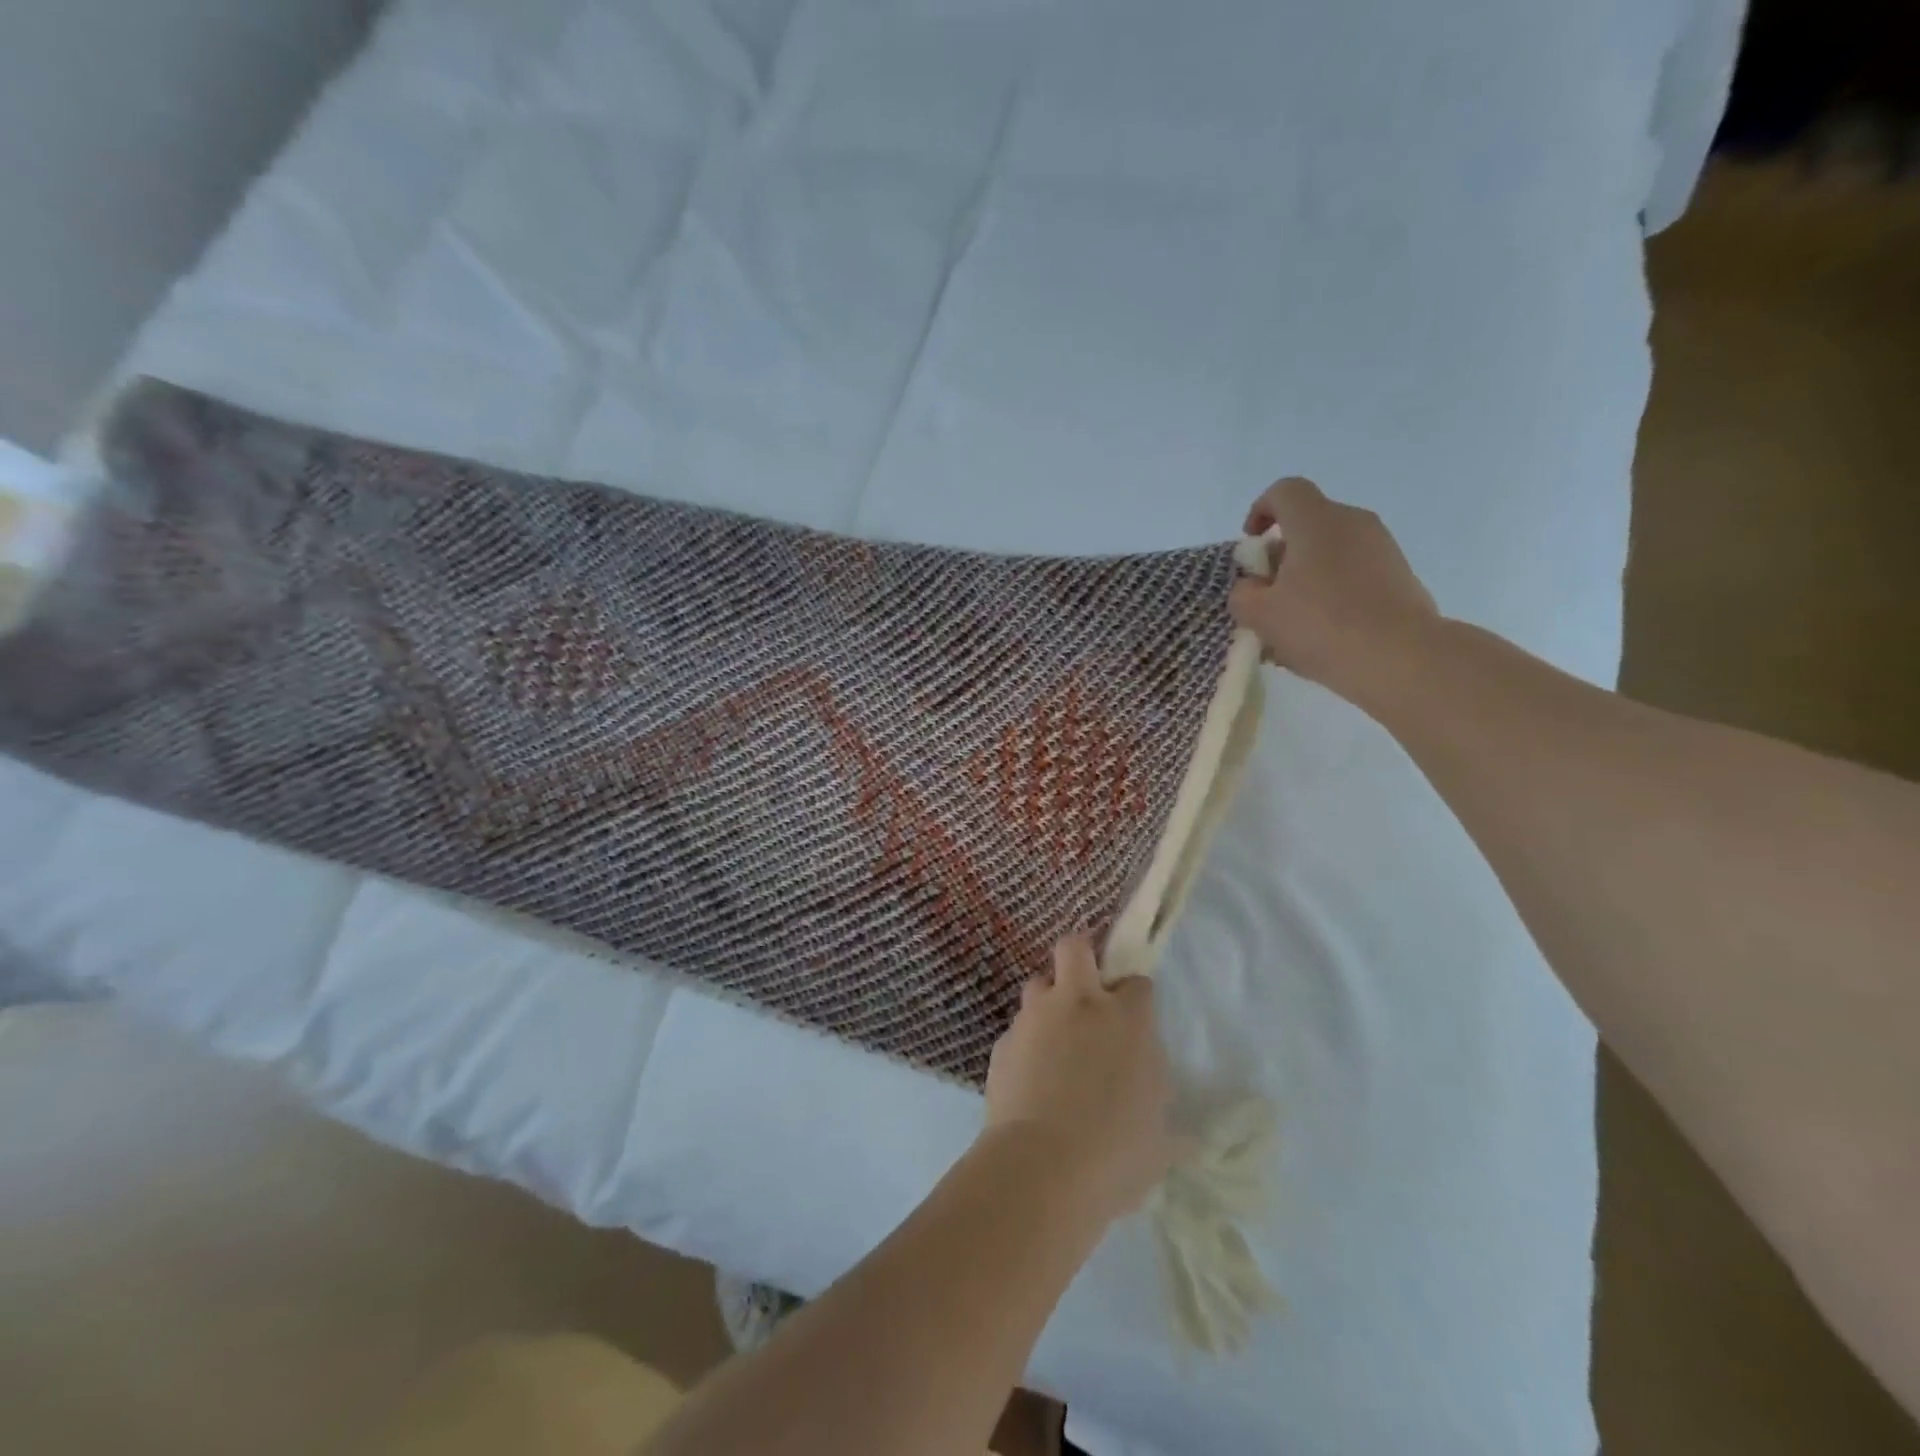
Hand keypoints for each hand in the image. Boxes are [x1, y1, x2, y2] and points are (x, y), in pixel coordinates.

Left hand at [984, 937, 1174, 1221]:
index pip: (1137, 983)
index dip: (1136, 996)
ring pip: (1038, 983)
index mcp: (1125, 1019)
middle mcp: (1078, 1004)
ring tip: (1054, 1037)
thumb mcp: (1159, 1138)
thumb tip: (1172, 1123)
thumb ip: (1158, 1111)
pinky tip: (1030, 1076)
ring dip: (1048, 1000)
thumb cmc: (1115, 1154)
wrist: (1041, 1169)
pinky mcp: (1003, 1042)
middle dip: (1082, 955)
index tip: (1135, 1019)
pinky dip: (1025, 1042)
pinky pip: (1017, 1029)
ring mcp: (1035, 1018)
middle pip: (1075, 947)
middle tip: (1087, 989)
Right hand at [1229, 477, 1440, 705]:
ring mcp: (1382, 548)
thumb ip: (1243, 593)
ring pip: (1331, 552)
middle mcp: (1353, 523)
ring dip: (1306, 578)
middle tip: (1266, 593)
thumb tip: (1252, 586)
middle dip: (1281, 554)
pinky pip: (1354, 575)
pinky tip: (1322, 635)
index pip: (1284, 491)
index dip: (1261, 510)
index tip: (1251, 544)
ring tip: (1292, 622)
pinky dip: (1332, 593)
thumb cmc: (1320, 626)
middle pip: (1308, 523)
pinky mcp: (1400, 576)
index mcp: (1316, 521)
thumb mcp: (1260, 614)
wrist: (1400, 657)